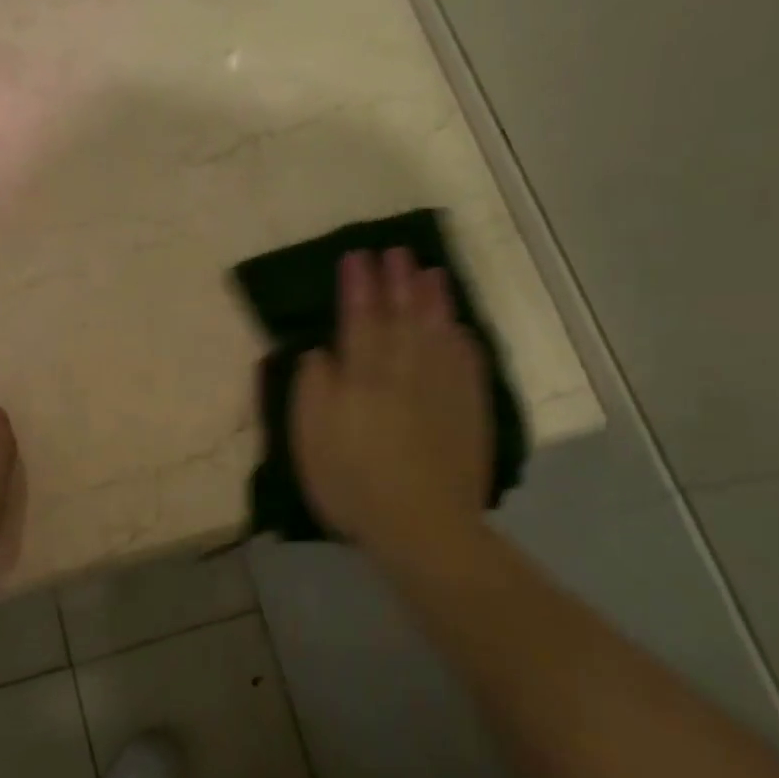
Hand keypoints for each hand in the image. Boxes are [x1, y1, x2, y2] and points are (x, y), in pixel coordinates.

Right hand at [290, 248, 493, 570]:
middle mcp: (404, 371)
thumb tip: (319, 353)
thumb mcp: (310, 441)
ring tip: (430, 272)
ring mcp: (442, 389)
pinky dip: (462, 339)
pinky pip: (468, 362)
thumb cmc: (353, 485)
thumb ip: (312, 390)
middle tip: (395, 252)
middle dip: (396, 281)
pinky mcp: (469, 410)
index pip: (358, 319)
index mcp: (362, 377)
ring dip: (433, 299)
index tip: (356, 257)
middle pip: (400, 316)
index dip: (356, 286)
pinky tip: (459, 326)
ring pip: (437, 331)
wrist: (422, 526)